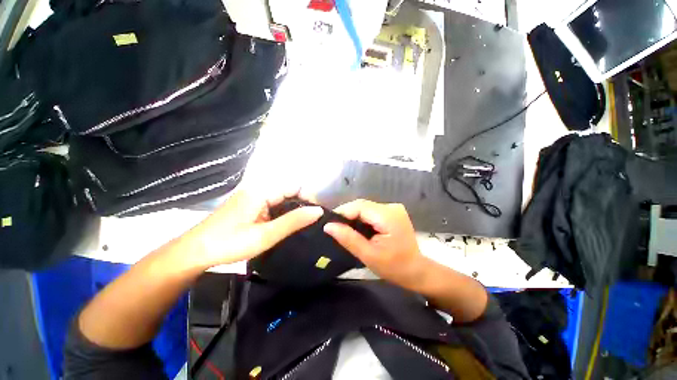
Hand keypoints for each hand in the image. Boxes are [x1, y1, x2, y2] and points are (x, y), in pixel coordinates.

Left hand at [190, 188, 322, 267]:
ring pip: (280, 200)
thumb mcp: (265, 235)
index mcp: (262, 192)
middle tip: (311, 223)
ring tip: (302, 226)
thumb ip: (293, 222)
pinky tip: (285, 226)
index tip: (317, 215)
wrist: (193, 253)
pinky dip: (281, 214)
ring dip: (291, 211)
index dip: (308, 198)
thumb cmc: (229, 244)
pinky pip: (272, 205)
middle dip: (301, 205)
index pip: (294, 187)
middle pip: (288, 192)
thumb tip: (318, 210)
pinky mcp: (249, 206)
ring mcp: (252, 197)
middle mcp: (258, 190)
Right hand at [324, 199, 425, 289]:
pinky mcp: (392, 212)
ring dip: (354, 216)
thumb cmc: (394, 267)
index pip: (359, 206)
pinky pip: (372, 211)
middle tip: (335, 227)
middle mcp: (392, 207)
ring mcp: (393, 208)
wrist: (416, 271)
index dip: (342, 212)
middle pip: (362, 205)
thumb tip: (328, 226)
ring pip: (366, 207)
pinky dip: (362, 217)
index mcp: (388, 216)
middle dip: (347, 214)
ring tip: (344, 228)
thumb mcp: (368, 255)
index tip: (329, 223)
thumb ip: (348, 238)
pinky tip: (357, 228)